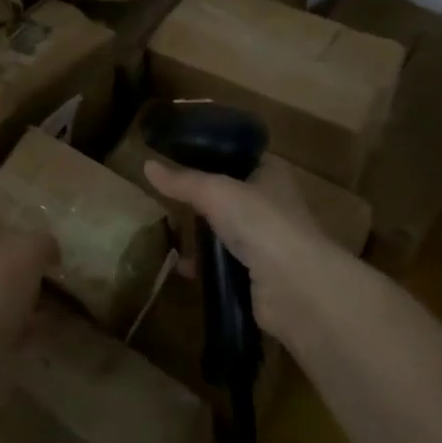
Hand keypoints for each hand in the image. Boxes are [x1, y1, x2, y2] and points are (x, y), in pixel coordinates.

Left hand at [0, 225, 56, 352]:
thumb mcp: (25, 250)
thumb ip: (41, 244)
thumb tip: (50, 250)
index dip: (7, 241)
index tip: (35, 252)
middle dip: (18, 279)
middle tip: (50, 282)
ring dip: (22, 309)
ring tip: (56, 310)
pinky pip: (0, 336)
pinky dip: (23, 334)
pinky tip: (48, 335)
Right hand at [144, 156, 359, 345]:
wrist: (295, 287)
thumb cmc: (260, 222)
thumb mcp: (214, 191)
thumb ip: (181, 181)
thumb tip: (146, 165)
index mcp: (271, 174)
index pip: (240, 157)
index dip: (213, 155)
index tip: (180, 158)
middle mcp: (272, 204)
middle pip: (230, 195)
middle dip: (200, 199)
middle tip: (168, 197)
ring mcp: (268, 242)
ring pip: (226, 231)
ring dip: (201, 235)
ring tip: (171, 232)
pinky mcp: (259, 276)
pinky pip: (225, 264)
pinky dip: (206, 266)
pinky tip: (184, 267)